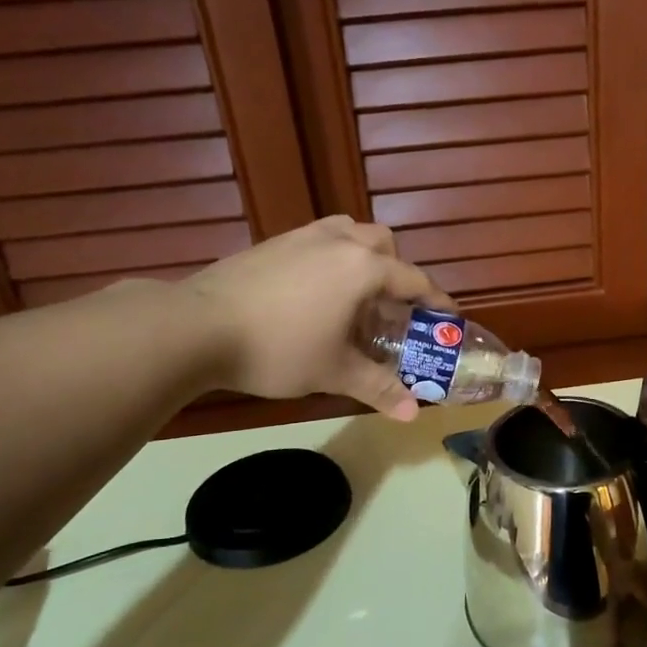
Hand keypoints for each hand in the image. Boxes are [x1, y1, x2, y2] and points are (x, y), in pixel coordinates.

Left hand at [180, 217, 452, 419]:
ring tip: (355, 295)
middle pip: (384, 244)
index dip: (437, 302)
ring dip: (363, 257)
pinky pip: (319, 240)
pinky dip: (332, 258)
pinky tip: (314, 294)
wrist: (197, 326)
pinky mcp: (273, 242)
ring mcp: (303, 236)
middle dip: (397, 271)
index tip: (449, 319)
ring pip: (349, 233)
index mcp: (363, 268)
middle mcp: (339, 241)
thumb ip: (379, 388)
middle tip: (392, 309)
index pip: (415, 281)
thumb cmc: (278, 349)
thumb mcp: (334, 372)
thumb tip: (414, 414)